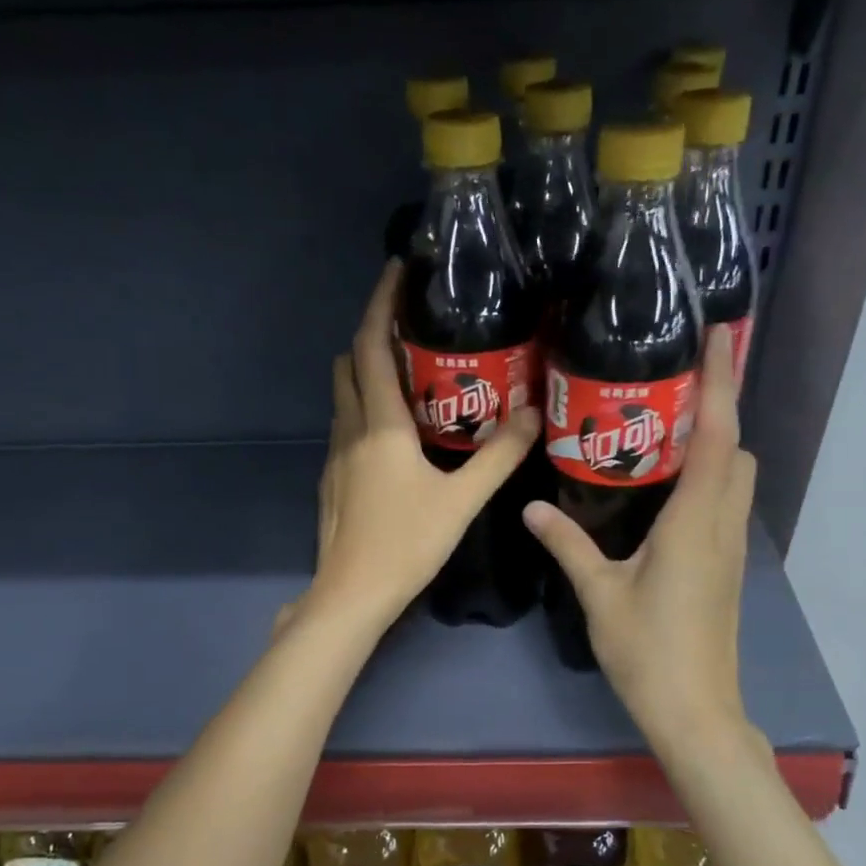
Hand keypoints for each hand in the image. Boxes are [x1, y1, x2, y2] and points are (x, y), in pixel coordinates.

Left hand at [288, 260, 539, 635]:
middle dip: (373, 335)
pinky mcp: (332, 480)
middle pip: (349, 364)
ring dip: (366, 373)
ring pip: (343, 396)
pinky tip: (396, 433)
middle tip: (413, 326)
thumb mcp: (462, 500)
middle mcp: (349, 430)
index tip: (397, 270)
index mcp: (379, 425)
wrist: (351, 595)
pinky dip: (365, 409)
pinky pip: (345, 426)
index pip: (370, 346)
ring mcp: (334, 457)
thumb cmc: (406, 544)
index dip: (380, 303)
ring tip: (410, 373)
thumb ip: (499, 456)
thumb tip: (533, 414)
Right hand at [523, 327, 757, 758]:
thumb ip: (568, 544)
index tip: (723, 334)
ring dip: (716, 447)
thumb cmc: (648, 651)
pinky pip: (725, 505)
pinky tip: (666, 490)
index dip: (722, 381)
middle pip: (738, 450)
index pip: (718, 435)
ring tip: (663, 433)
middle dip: (717, 412)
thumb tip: (532, 506)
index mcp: (695, 521)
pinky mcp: (727, 569)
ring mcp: (731, 549)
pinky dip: (709, 480)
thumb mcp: (600, 593)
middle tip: (670, 391)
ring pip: (737, 478)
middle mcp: (722, 525)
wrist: (695, 711)